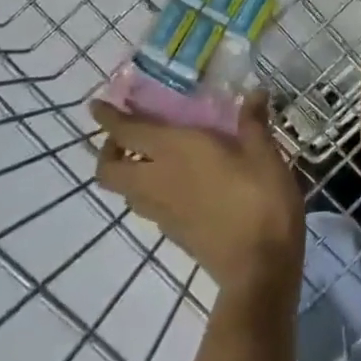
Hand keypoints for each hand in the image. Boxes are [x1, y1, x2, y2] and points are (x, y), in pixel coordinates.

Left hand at [92, 97, 304, 298]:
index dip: (108, 117)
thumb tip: (254, 93)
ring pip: (125, 191)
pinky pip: (147, 207)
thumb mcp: (264, 153)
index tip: (96, 105)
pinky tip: (179, 184)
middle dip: (109, 150)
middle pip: (109, 170)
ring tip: (153, 158)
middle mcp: (158, 180)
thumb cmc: (261, 200)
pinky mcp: (173, 234)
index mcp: (176, 151)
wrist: (259, 268)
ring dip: (128, 172)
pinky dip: (150, 191)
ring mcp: (162, 212)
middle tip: (129, 135)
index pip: (128, 132)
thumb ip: (252, 122)